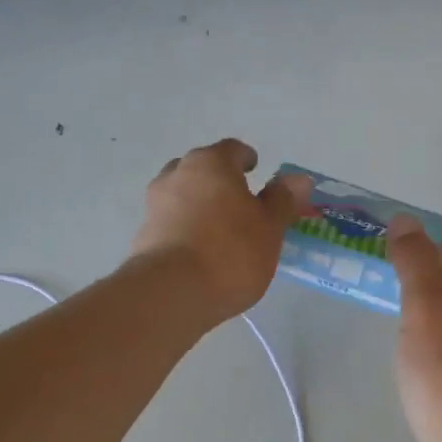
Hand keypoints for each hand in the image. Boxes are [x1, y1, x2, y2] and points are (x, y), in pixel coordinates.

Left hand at [129, 139, 310, 321]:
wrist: (172, 292)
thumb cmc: (231, 251)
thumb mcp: (270, 227)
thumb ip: (283, 200)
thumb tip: (298, 179)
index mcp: (212, 163)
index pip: (232, 149)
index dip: (247, 159)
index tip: (256, 172)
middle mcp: (178, 174)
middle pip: (202, 168)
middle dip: (220, 181)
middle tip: (240, 203)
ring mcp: (155, 203)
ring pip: (182, 194)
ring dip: (199, 204)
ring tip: (219, 229)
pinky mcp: (143, 234)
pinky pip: (170, 221)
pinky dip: (184, 228)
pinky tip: (198, 251)